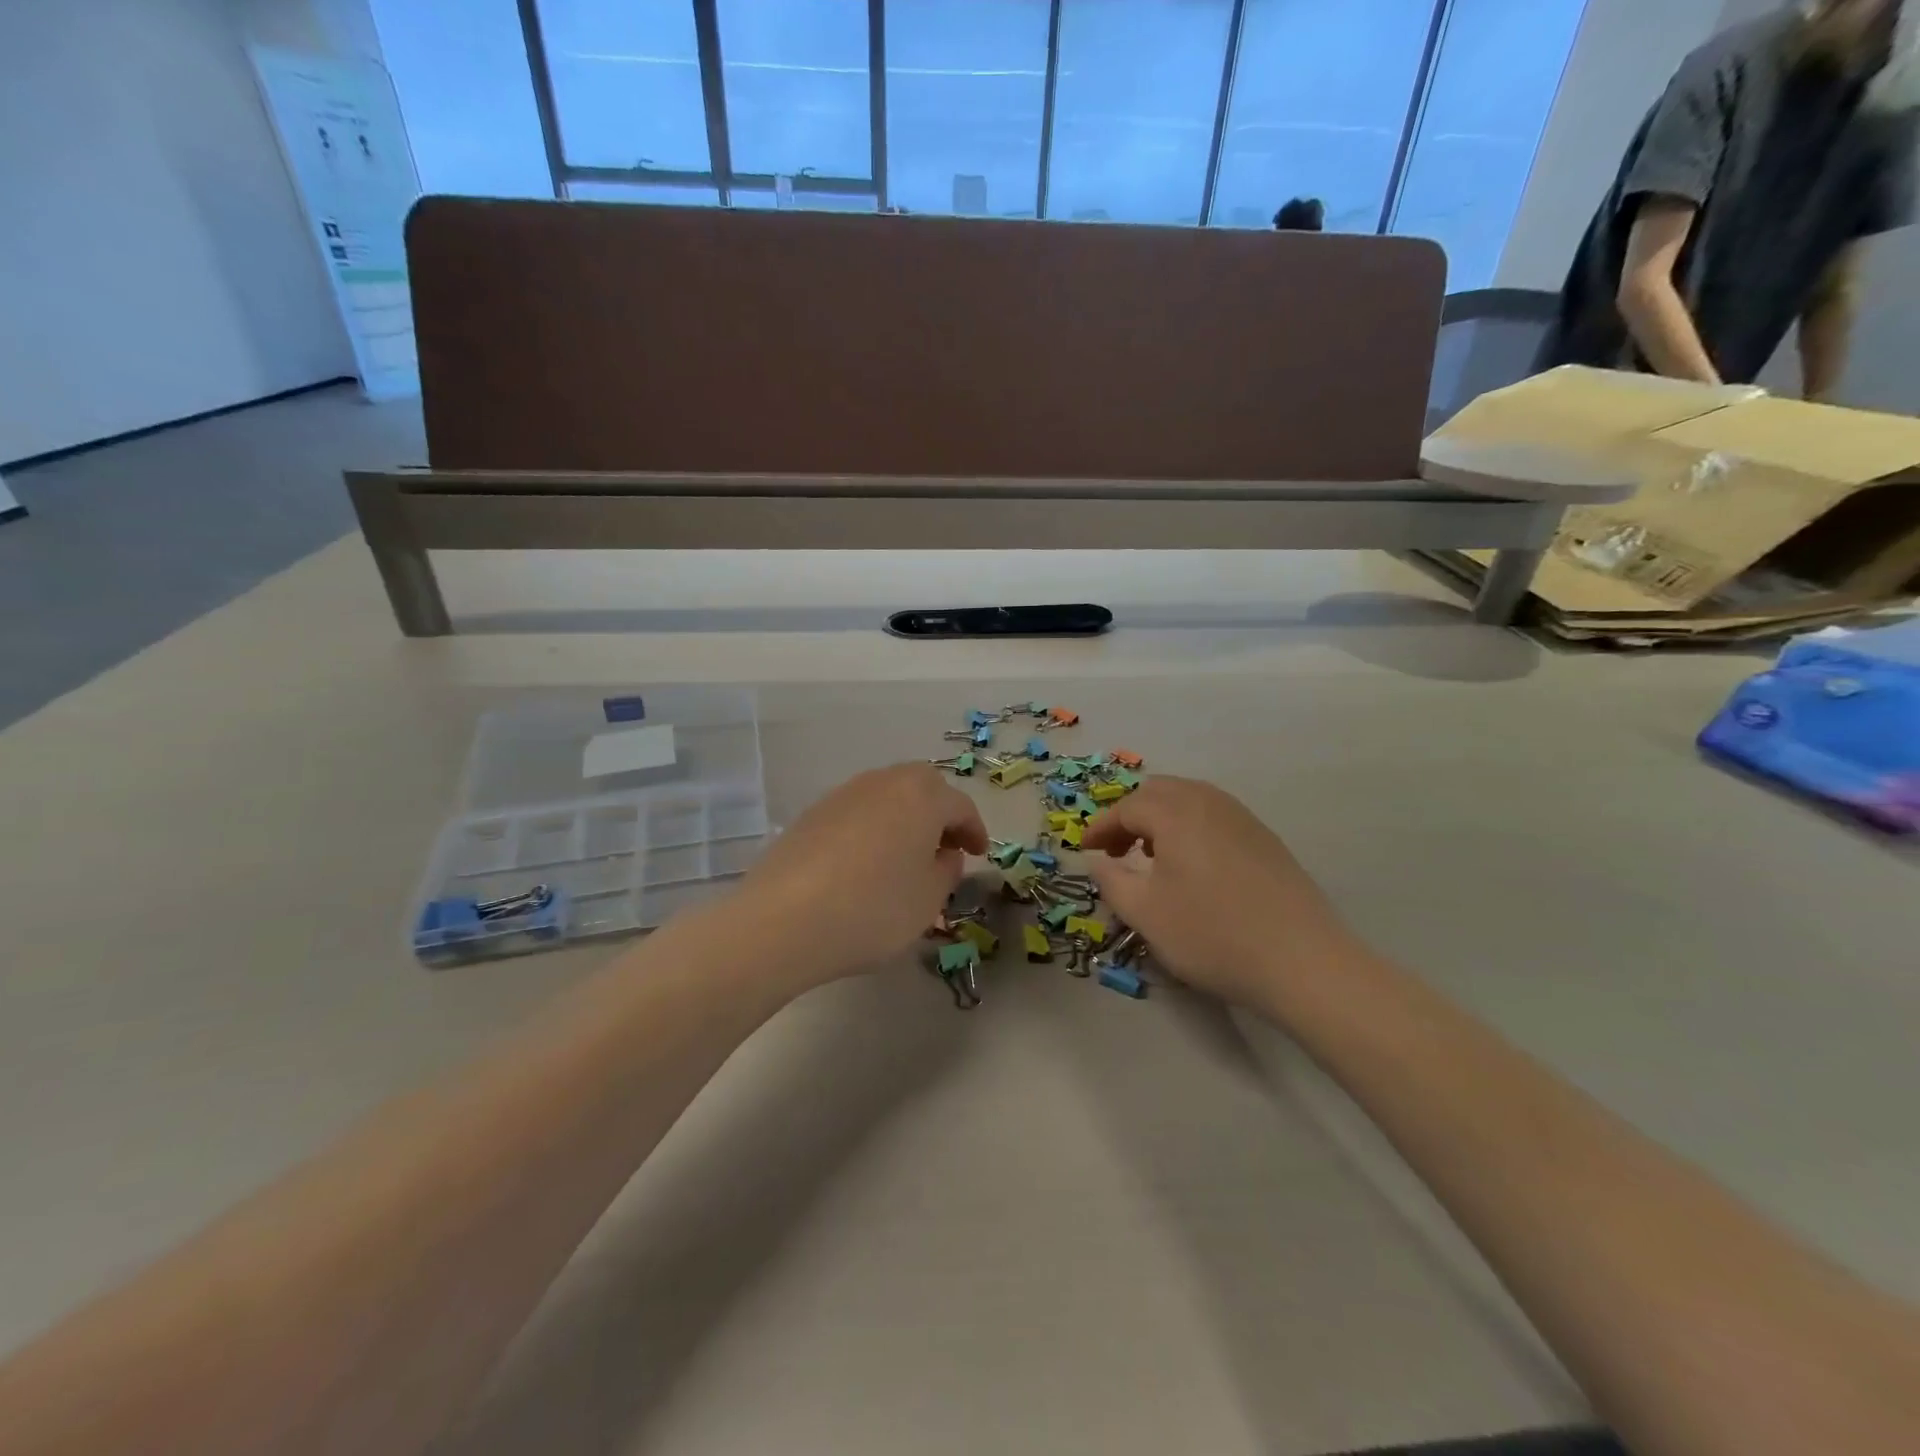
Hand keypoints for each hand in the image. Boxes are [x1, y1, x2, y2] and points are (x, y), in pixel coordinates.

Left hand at [740, 764, 987, 984]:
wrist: (783, 920)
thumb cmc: (873, 909)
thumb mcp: (928, 900)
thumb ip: (946, 871)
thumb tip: (944, 854)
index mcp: (921, 797)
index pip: (959, 805)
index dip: (974, 829)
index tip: (978, 853)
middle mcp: (883, 783)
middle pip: (922, 786)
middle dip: (939, 812)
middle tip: (944, 846)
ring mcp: (843, 794)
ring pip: (886, 794)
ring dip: (904, 817)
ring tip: (905, 855)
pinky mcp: (812, 813)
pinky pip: (856, 810)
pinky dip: (872, 827)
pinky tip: (865, 862)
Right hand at [1081, 777, 1361, 1010]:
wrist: (1303, 962)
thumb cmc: (1212, 935)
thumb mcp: (1145, 914)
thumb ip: (1111, 881)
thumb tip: (1096, 860)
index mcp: (1176, 813)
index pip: (1126, 807)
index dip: (1100, 827)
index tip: (1085, 852)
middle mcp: (1210, 803)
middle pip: (1159, 791)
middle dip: (1129, 815)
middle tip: (1115, 850)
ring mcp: (1243, 818)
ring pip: (1190, 799)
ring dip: (1161, 818)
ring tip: (1150, 856)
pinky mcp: (1265, 839)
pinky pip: (1215, 815)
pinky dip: (1190, 827)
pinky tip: (1192, 865)